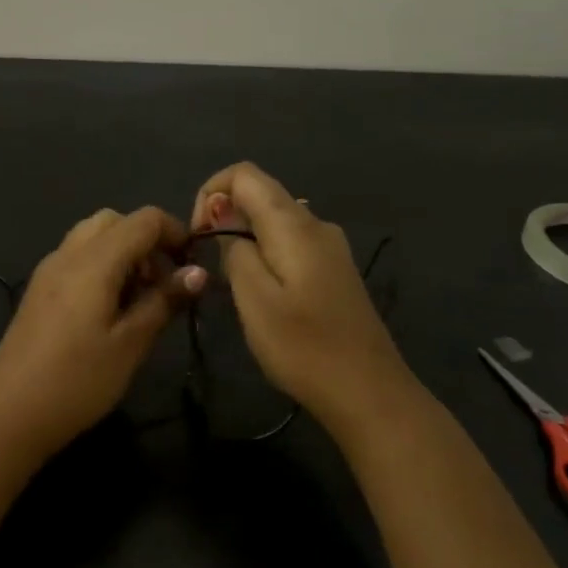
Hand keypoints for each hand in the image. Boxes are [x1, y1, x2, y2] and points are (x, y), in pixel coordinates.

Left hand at [0, 206, 206, 456]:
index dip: (176, 233)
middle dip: (147, 241)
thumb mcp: (131, 344)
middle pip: (115, 221)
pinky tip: (109, 310)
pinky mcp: (39, 290)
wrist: (8, 413)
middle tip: (163, 284)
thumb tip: (198, 273)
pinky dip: (101, 266)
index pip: (144, 219)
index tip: (192, 268)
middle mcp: (68, 254)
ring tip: (139, 300)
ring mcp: (48, 271)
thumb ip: (164, 301)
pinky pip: (76, 258)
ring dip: (123, 253)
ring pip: (93, 237)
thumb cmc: (77, 380)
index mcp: (94, 260)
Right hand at [190, 163, 410, 427]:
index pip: (244, 174)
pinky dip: (265, 254)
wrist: (369, 393)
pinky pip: (290, 243)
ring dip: (243, 239)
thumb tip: (224, 219)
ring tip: (233, 286)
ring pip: (274, 221)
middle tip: (210, 268)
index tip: (198, 236)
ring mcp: (330, 247)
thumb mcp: (253, 299)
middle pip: (260, 194)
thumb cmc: (304, 347)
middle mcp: (315, 223)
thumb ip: (235, 250)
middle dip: (224, 218)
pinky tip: (263, 295)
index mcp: (294, 223)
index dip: (210, 192)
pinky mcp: (334, 270)